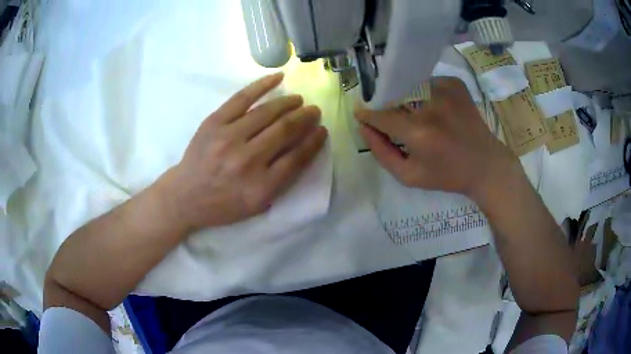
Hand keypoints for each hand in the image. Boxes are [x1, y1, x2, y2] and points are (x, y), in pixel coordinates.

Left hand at [159, 73, 326, 231]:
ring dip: (289, 102)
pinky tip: (278, 78)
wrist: (185, 196)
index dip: (314, 141)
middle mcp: (247, 161)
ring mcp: (228, 138)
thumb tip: (303, 148)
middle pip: (285, 131)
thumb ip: (281, 181)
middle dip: (305, 118)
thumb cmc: (223, 204)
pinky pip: (242, 98)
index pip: (297, 157)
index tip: (322, 130)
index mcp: (261, 187)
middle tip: (313, 111)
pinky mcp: (214, 122)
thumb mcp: (257, 205)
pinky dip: (262, 85)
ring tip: (298, 100)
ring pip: (267, 112)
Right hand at [355, 77, 519, 202]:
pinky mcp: (455, 84)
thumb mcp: (409, 176)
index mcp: (419, 133)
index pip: (381, 116)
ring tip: (418, 114)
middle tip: (395, 119)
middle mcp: (431, 106)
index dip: (368, 115)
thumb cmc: (447, 175)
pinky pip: (428, 81)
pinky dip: (424, 92)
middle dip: (388, 107)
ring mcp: (445, 90)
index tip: (361, 114)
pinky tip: (435, 108)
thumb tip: (364, 127)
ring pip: (410, 87)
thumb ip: (381, 153)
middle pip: (394, 98)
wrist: (485, 164)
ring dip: (407, 98)